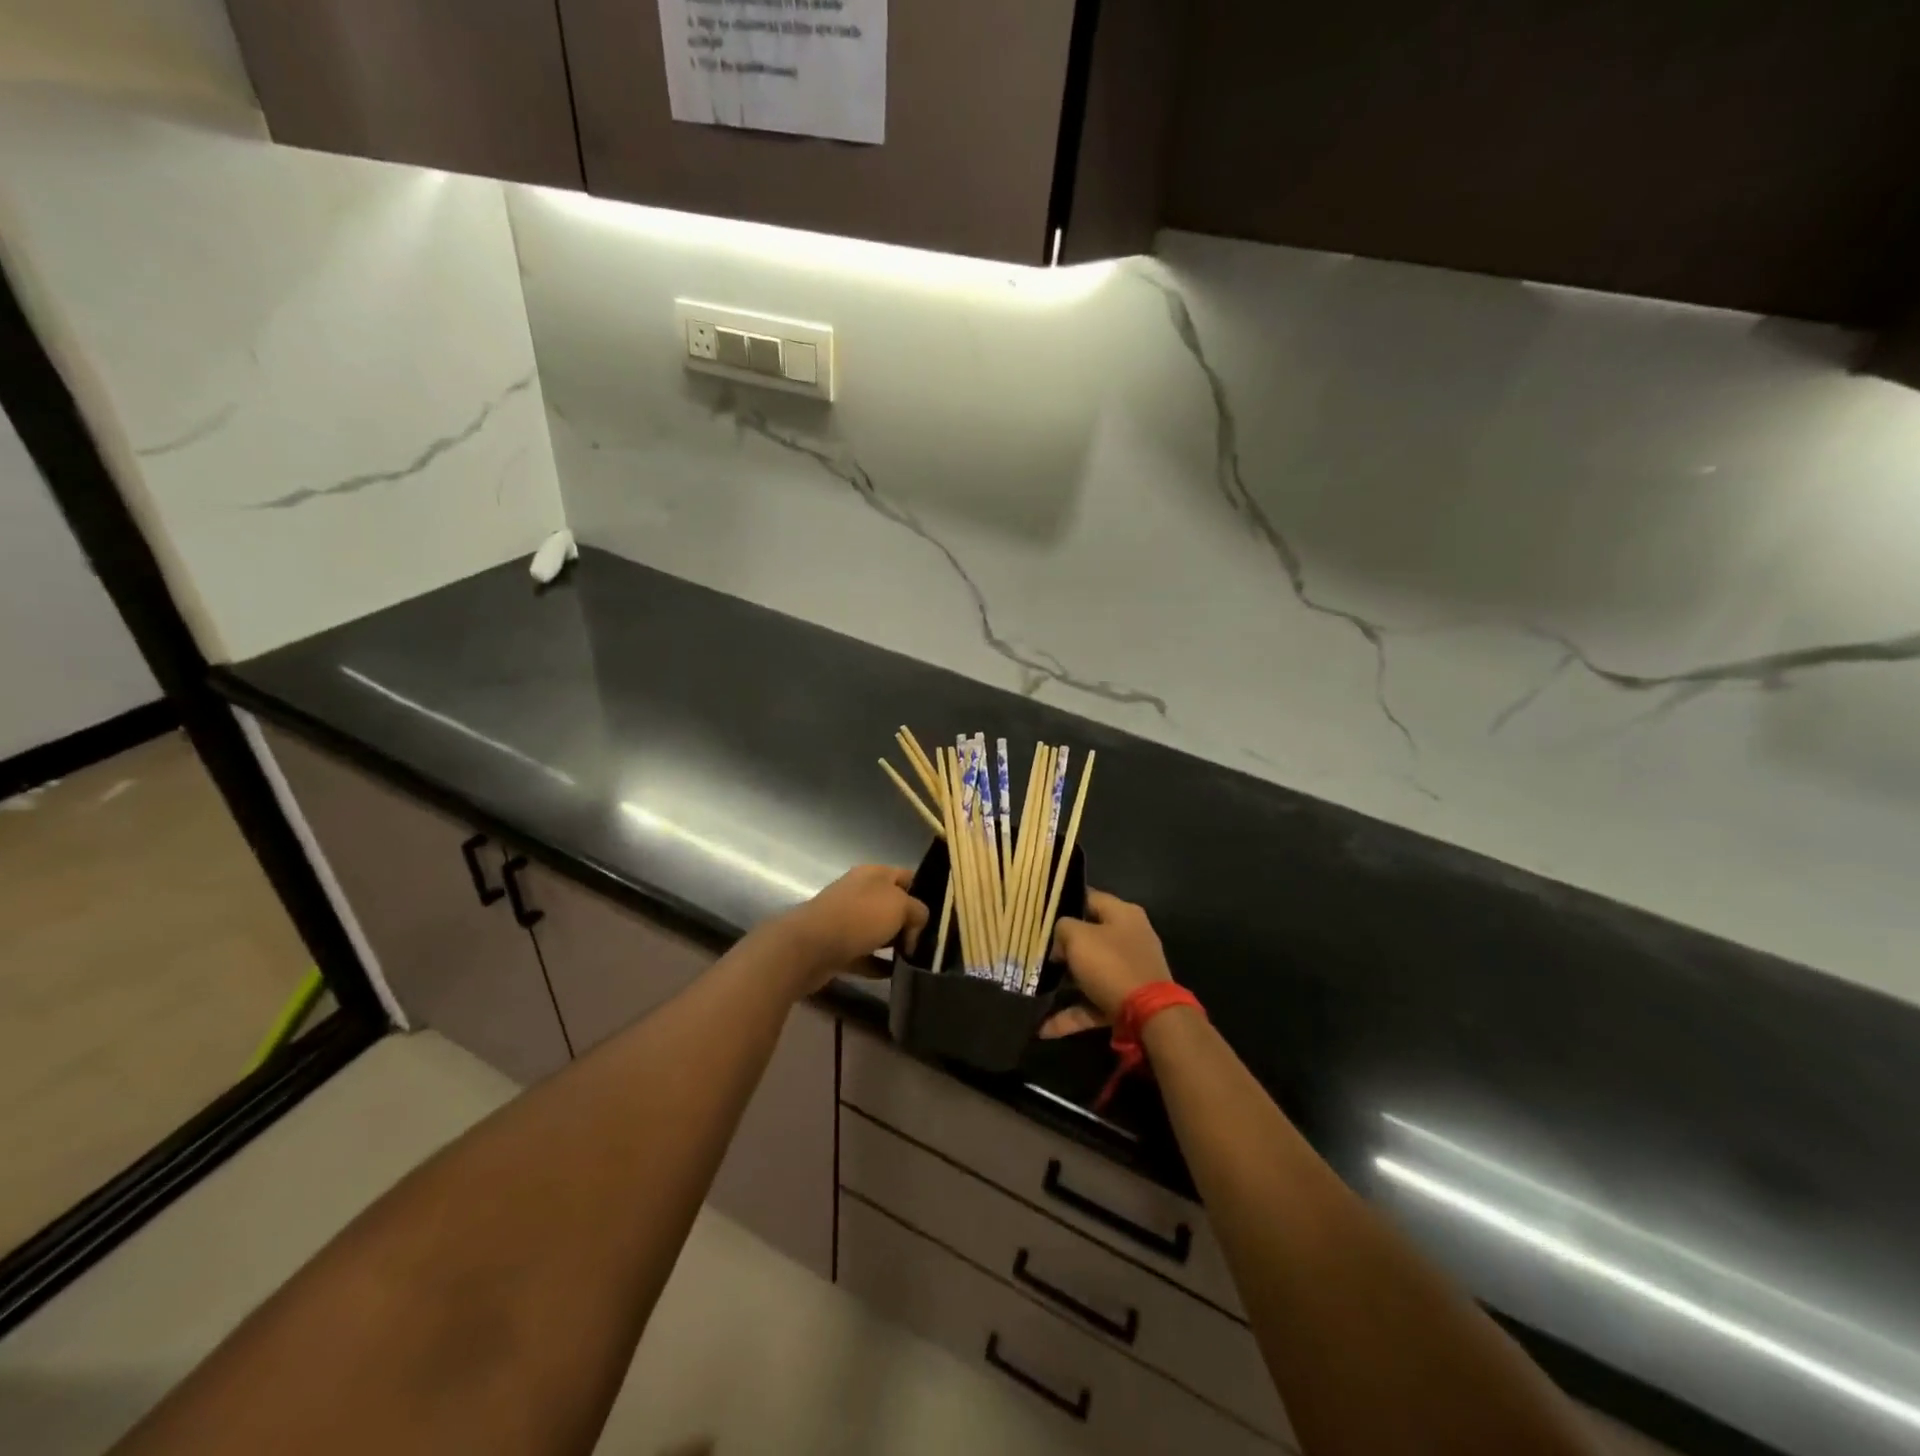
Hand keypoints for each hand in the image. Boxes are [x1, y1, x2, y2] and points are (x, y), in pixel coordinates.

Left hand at [777, 865, 928, 992]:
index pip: (907, 876)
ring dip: (894, 945)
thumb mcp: (900, 905)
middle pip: (893, 905)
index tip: (938, 916)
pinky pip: (864, 955)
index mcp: (874, 874)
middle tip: (929, 943)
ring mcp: (846, 920)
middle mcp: (859, 892)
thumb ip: (918, 911)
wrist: (809, 947)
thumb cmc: (858, 917)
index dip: (924, 892)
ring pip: (878, 931)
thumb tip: (916, 925)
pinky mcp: (837, 947)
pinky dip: (878, 965)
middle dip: (910, 923)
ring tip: (915, 961)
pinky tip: (895, 975)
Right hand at [1040, 890, 1173, 1038]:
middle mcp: (1130, 938)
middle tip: (1036, 952)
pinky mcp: (1127, 1000)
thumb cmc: (1111, 965)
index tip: (1040, 914)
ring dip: (1064, 983)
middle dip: (1062, 947)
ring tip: (1036, 989)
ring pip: (1090, 972)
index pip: (1089, 898)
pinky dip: (1072, 1013)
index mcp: (1123, 914)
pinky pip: (1093, 1002)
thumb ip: (1063, 928)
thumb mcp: (1078, 937)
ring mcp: (1130, 970)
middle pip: (1089, 936)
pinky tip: (1045, 1028)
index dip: (1064, 902)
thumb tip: (1060, 940)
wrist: (1150, 1016)